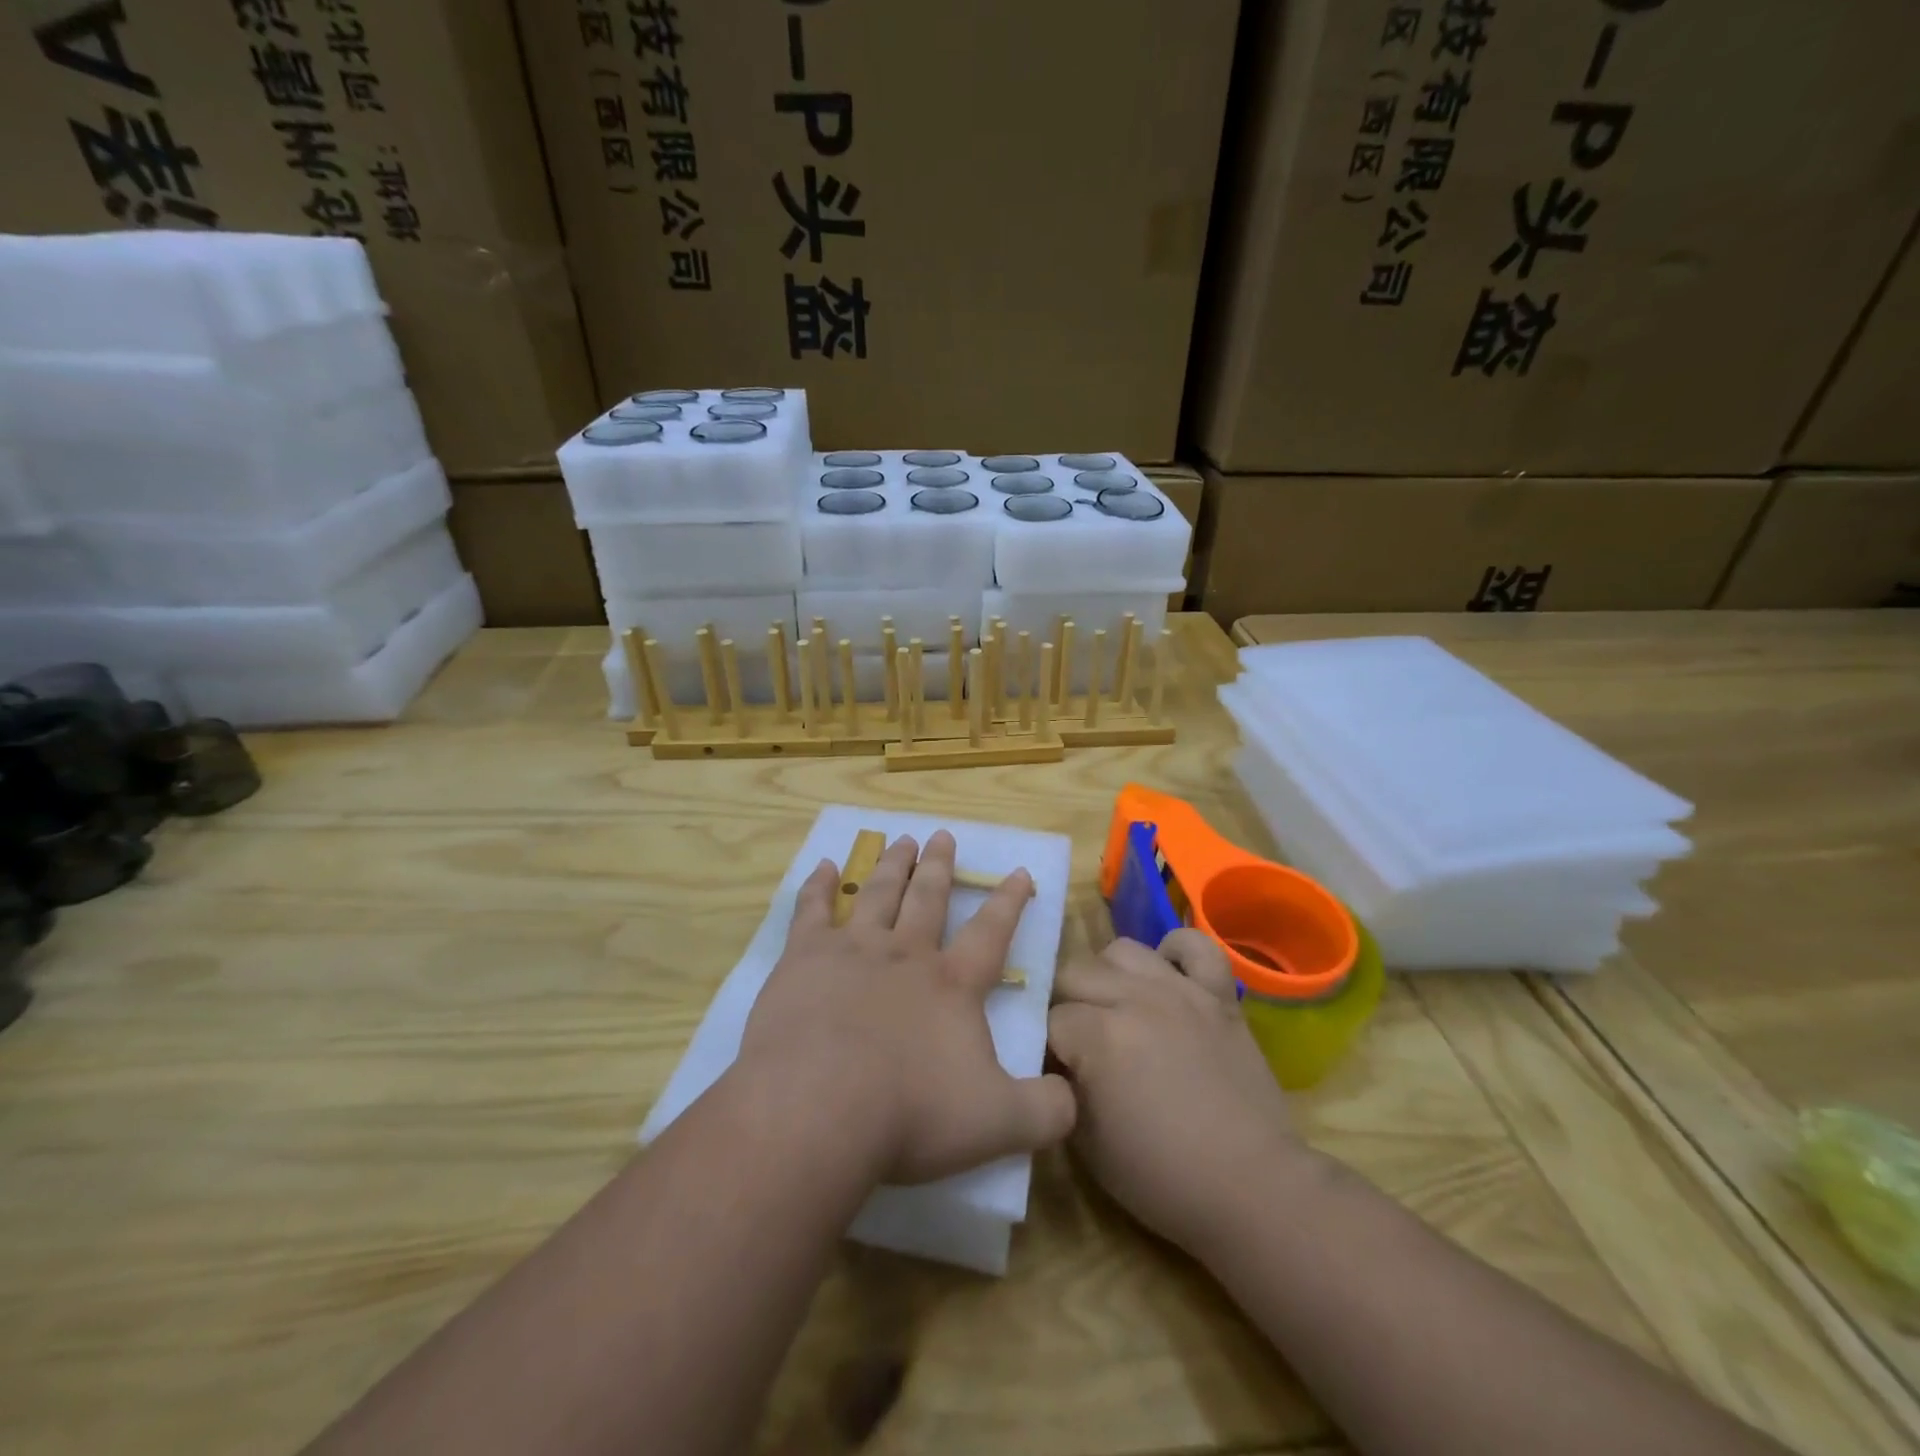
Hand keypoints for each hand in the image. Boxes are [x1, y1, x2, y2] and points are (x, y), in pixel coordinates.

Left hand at [737, 831, 1075, 1186]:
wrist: (817, 1108)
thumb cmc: (911, 1114)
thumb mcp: (1000, 1125)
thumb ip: (1047, 1111)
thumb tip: (1073, 1097)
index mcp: (952, 984)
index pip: (991, 932)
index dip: (1009, 902)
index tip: (1018, 871)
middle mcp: (905, 954)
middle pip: (927, 898)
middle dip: (938, 866)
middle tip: (941, 835)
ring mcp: (852, 950)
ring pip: (876, 893)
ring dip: (891, 865)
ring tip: (900, 840)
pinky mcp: (802, 959)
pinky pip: (811, 910)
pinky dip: (817, 886)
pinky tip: (821, 867)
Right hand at [1048, 931, 1308, 1253]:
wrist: (1252, 1187)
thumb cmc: (1162, 1177)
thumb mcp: (1086, 1142)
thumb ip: (1062, 1086)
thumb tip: (1055, 1058)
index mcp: (1098, 1037)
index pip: (1048, 1018)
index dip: (1044, 1043)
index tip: (1050, 1067)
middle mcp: (1134, 999)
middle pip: (1075, 974)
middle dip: (1064, 1004)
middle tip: (1076, 1038)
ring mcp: (1180, 991)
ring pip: (1123, 951)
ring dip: (1108, 976)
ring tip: (1115, 1007)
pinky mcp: (1219, 995)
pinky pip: (1196, 946)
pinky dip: (1176, 951)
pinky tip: (1166, 975)